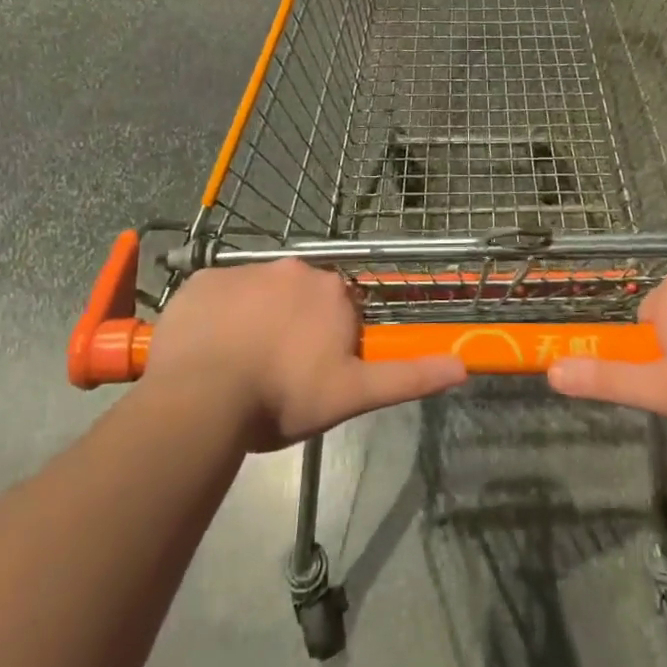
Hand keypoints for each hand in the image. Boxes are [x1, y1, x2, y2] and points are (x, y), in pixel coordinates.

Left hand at [141, 260, 467, 450]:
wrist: (202, 397)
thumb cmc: (284, 397)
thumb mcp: (352, 395)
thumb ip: (407, 377)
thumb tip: (464, 366)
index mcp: (332, 293)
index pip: (339, 309)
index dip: (327, 340)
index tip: (311, 373)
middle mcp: (294, 269)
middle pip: (300, 296)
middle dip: (292, 324)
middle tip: (274, 371)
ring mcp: (245, 271)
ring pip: (257, 294)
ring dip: (254, 319)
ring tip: (235, 366)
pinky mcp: (202, 280)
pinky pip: (216, 296)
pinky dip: (215, 316)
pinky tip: (206, 350)